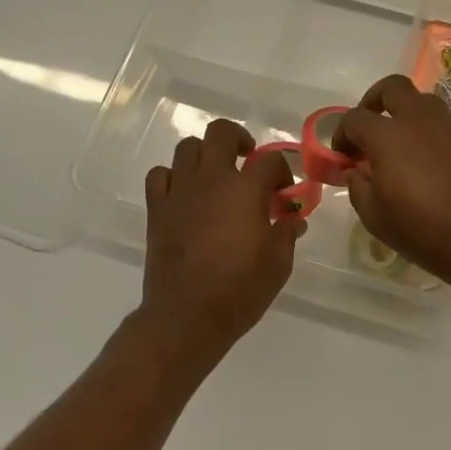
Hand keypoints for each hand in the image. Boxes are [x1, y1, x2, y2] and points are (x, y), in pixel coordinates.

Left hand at [140, 119, 305, 358]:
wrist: (187, 316)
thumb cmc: (240, 289)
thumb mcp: (279, 263)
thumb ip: (287, 231)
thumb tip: (293, 217)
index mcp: (245, 190)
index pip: (269, 160)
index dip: (282, 170)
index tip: (285, 192)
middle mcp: (211, 180)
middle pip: (221, 133)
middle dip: (239, 139)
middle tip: (248, 159)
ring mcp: (179, 191)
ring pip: (187, 147)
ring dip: (206, 155)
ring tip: (216, 177)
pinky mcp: (157, 209)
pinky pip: (160, 175)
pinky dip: (174, 177)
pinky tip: (185, 194)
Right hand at [334, 75, 450, 290]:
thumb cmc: (421, 229)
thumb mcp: (373, 216)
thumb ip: (357, 186)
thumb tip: (357, 171)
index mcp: (388, 135)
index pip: (354, 118)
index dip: (342, 134)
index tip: (344, 156)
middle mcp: (420, 120)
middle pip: (393, 87)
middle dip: (375, 100)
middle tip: (371, 128)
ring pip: (425, 103)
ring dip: (408, 116)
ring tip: (404, 148)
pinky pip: (448, 127)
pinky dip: (434, 137)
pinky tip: (436, 167)